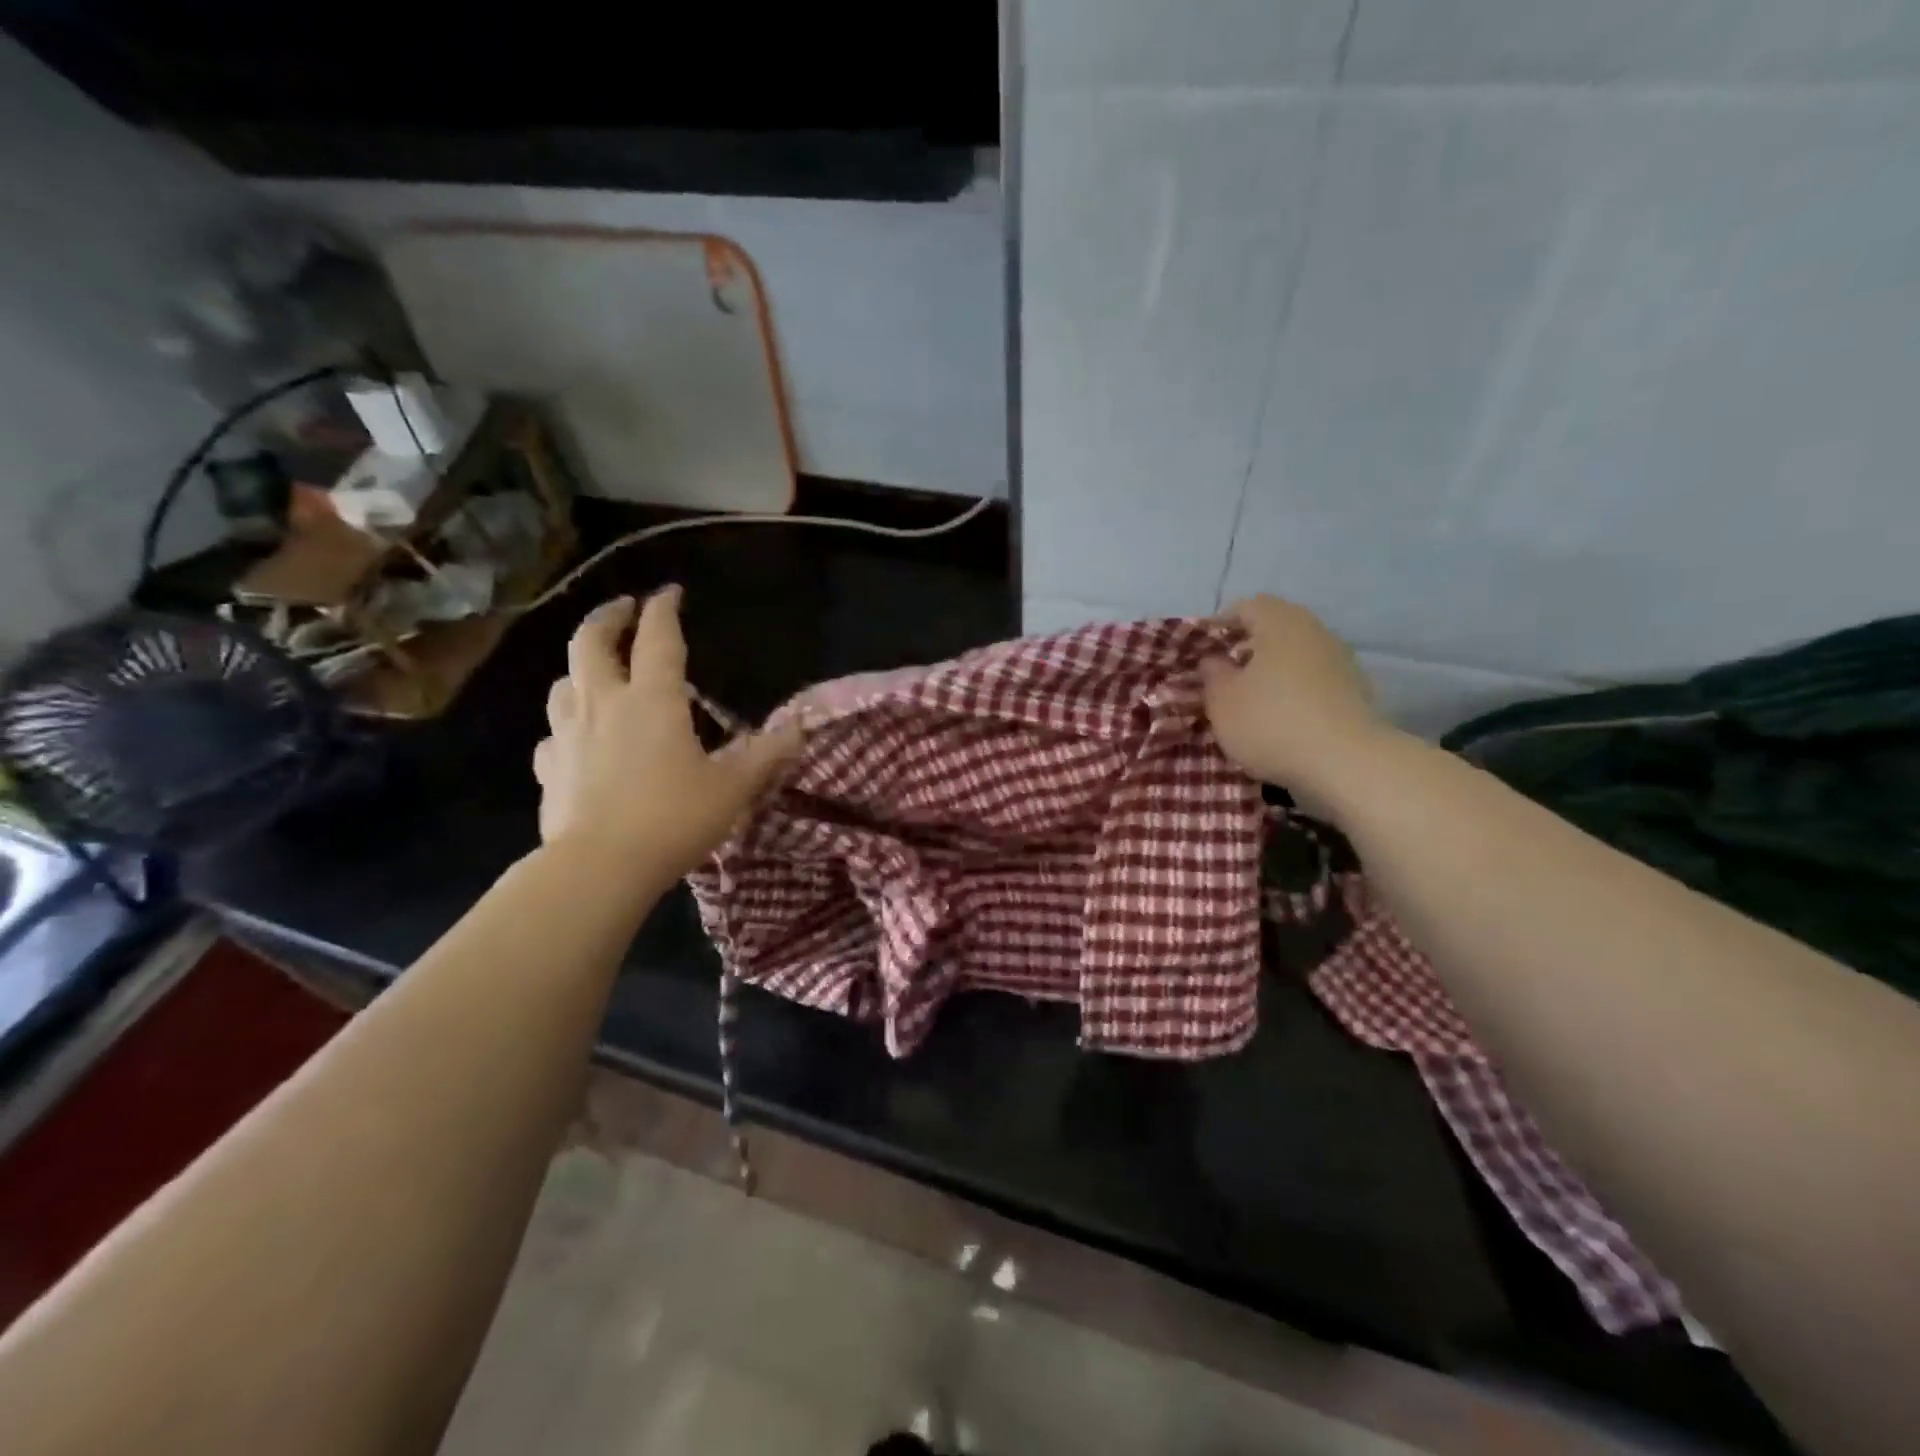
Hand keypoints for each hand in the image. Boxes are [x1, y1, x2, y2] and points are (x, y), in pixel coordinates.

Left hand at [532, 588, 800, 879]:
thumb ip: (767, 753)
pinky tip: (577, 740)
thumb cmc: (674, 818)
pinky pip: (553, 735)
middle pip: (591, 642)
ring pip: (564, 683)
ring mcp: (569, 734)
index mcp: (653, 699)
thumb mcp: (733, 787)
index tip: (670, 592)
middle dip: (608, 617)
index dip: (664, 609)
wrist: (600, 866)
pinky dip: (567, 726)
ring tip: (598, 671)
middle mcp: (605, 704)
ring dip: (581, 667)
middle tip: (624, 608)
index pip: (658, 638)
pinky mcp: (551, 769)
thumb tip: (799, 726)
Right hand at [1199, 595, 1390, 809]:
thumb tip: (1214, 660)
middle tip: (1225, 673)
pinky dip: (1295, 688)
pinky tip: (1282, 715)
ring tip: (1252, 697)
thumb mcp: (1222, 701)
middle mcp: (1314, 631)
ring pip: (1296, 652)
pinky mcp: (1354, 689)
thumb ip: (1212, 674)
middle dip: (1248, 646)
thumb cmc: (1271, 722)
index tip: (1202, 651)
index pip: (1246, 606)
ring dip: (1273, 669)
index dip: (1220, 624)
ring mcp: (1340, 659)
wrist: (1346, 762)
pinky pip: (1314, 677)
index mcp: (1279, 623)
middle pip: (1275, 627)